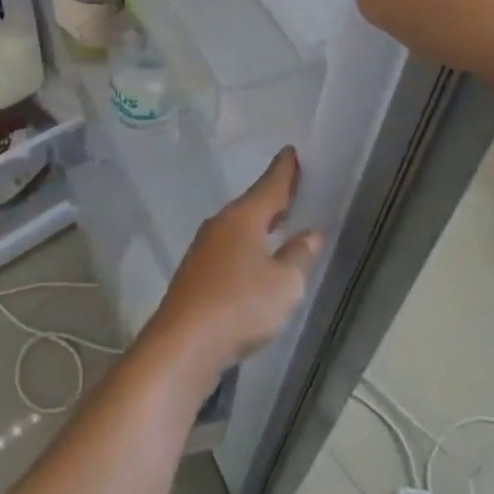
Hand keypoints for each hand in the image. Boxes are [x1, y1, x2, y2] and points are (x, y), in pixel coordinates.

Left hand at [145, 149, 323, 376]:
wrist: (183, 342)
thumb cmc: (240, 306)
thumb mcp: (283, 284)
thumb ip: (297, 257)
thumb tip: (309, 234)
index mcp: (241, 218)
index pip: (269, 186)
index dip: (283, 171)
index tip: (290, 151)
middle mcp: (219, 225)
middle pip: (251, 205)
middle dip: (272, 198)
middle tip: (293, 188)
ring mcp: (203, 249)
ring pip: (238, 227)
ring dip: (258, 224)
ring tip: (279, 222)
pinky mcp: (196, 273)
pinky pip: (228, 248)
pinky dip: (246, 246)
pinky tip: (255, 259)